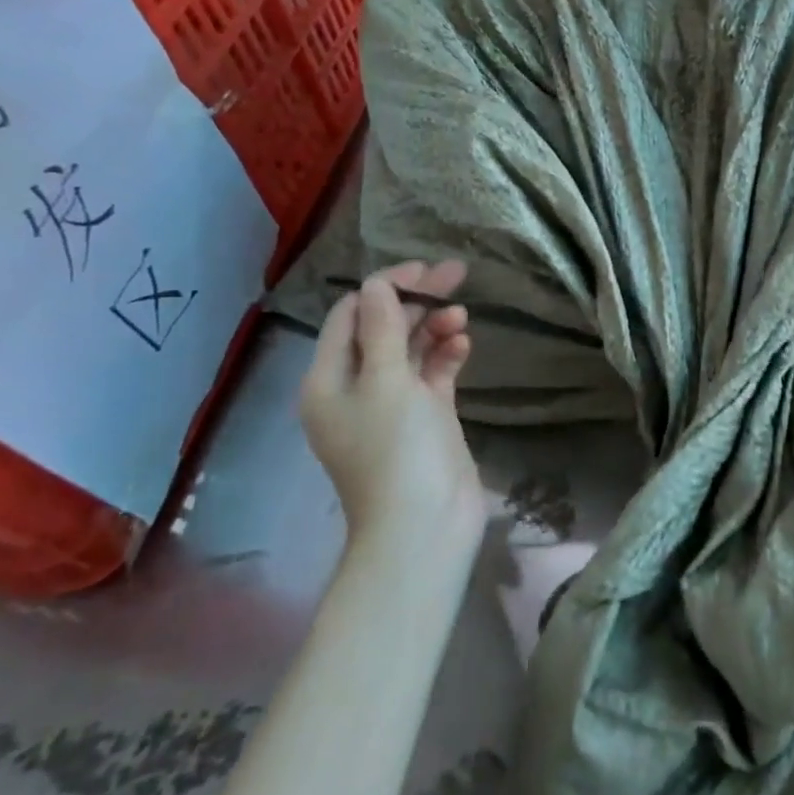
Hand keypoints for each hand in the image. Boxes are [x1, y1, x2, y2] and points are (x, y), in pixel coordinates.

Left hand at [300, 261, 486, 555]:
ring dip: (434, 328)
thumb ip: (382, 328)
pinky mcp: (425, 418)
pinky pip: (431, 375)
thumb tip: (378, 283)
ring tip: (462, 318)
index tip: (424, 269)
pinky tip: (463, 344)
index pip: (351, 316)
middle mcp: (356, 388)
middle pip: (383, 329)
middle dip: (416, 301)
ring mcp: (393, 405)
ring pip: (410, 350)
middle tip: (456, 276)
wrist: (425, 525)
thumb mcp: (386, 383)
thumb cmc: (397, 451)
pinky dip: (445, 356)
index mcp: (330, 379)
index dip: (384, 286)